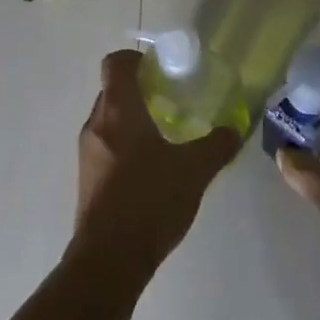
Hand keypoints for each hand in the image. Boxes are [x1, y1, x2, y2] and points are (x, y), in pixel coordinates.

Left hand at [71, 50, 239, 281]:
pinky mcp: (86, 181)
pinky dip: (123, 148)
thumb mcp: (193, 171)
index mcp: (118, 109)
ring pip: (108, 121)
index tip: (158, 70)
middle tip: (168, 102)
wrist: (108, 261)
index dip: (134, 59)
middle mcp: (96, 123)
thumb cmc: (149, 200)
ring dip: (130, 121)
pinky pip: (104, 148)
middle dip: (138, 91)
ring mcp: (87, 153)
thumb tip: (234, 130)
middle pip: (112, 90)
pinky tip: (148, 172)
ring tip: (162, 138)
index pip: (115, 63)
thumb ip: (216, 147)